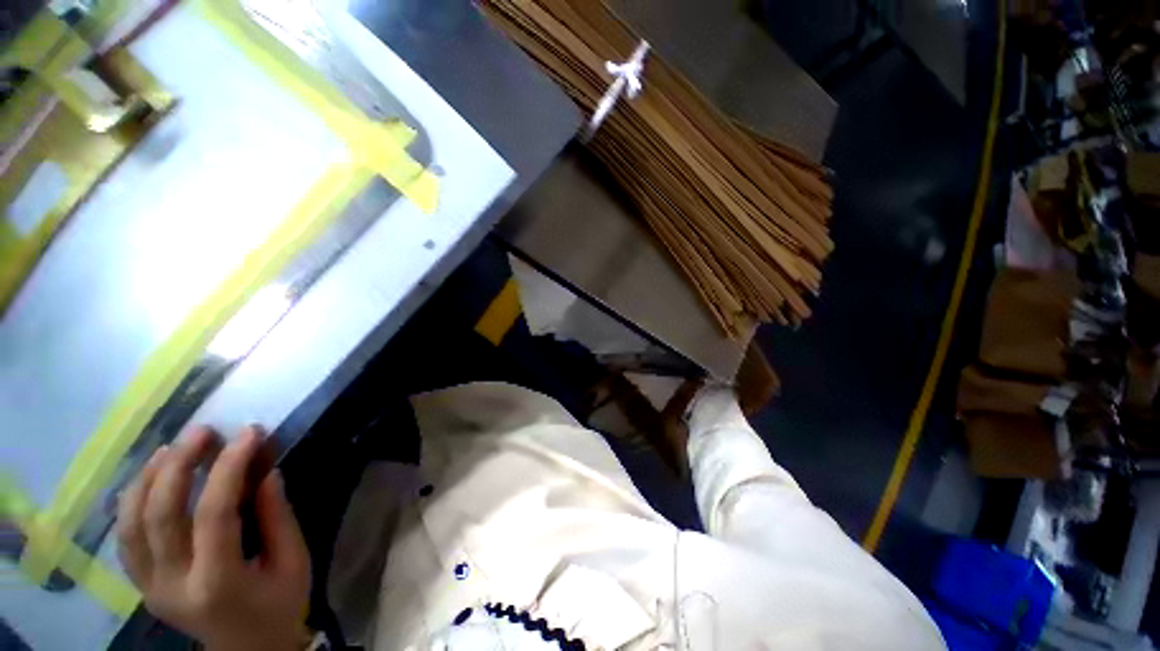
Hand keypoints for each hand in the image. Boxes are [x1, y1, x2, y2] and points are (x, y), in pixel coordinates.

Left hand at [118, 426, 310, 650]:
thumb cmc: (280, 605)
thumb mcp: (293, 561)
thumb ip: (277, 517)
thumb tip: (265, 472)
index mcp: (218, 582)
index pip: (214, 514)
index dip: (229, 468)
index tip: (249, 434)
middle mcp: (173, 584)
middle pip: (160, 515)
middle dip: (179, 465)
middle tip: (203, 432)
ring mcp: (150, 586)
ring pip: (131, 523)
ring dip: (148, 478)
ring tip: (172, 447)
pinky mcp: (142, 585)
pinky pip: (125, 538)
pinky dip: (131, 502)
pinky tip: (147, 478)